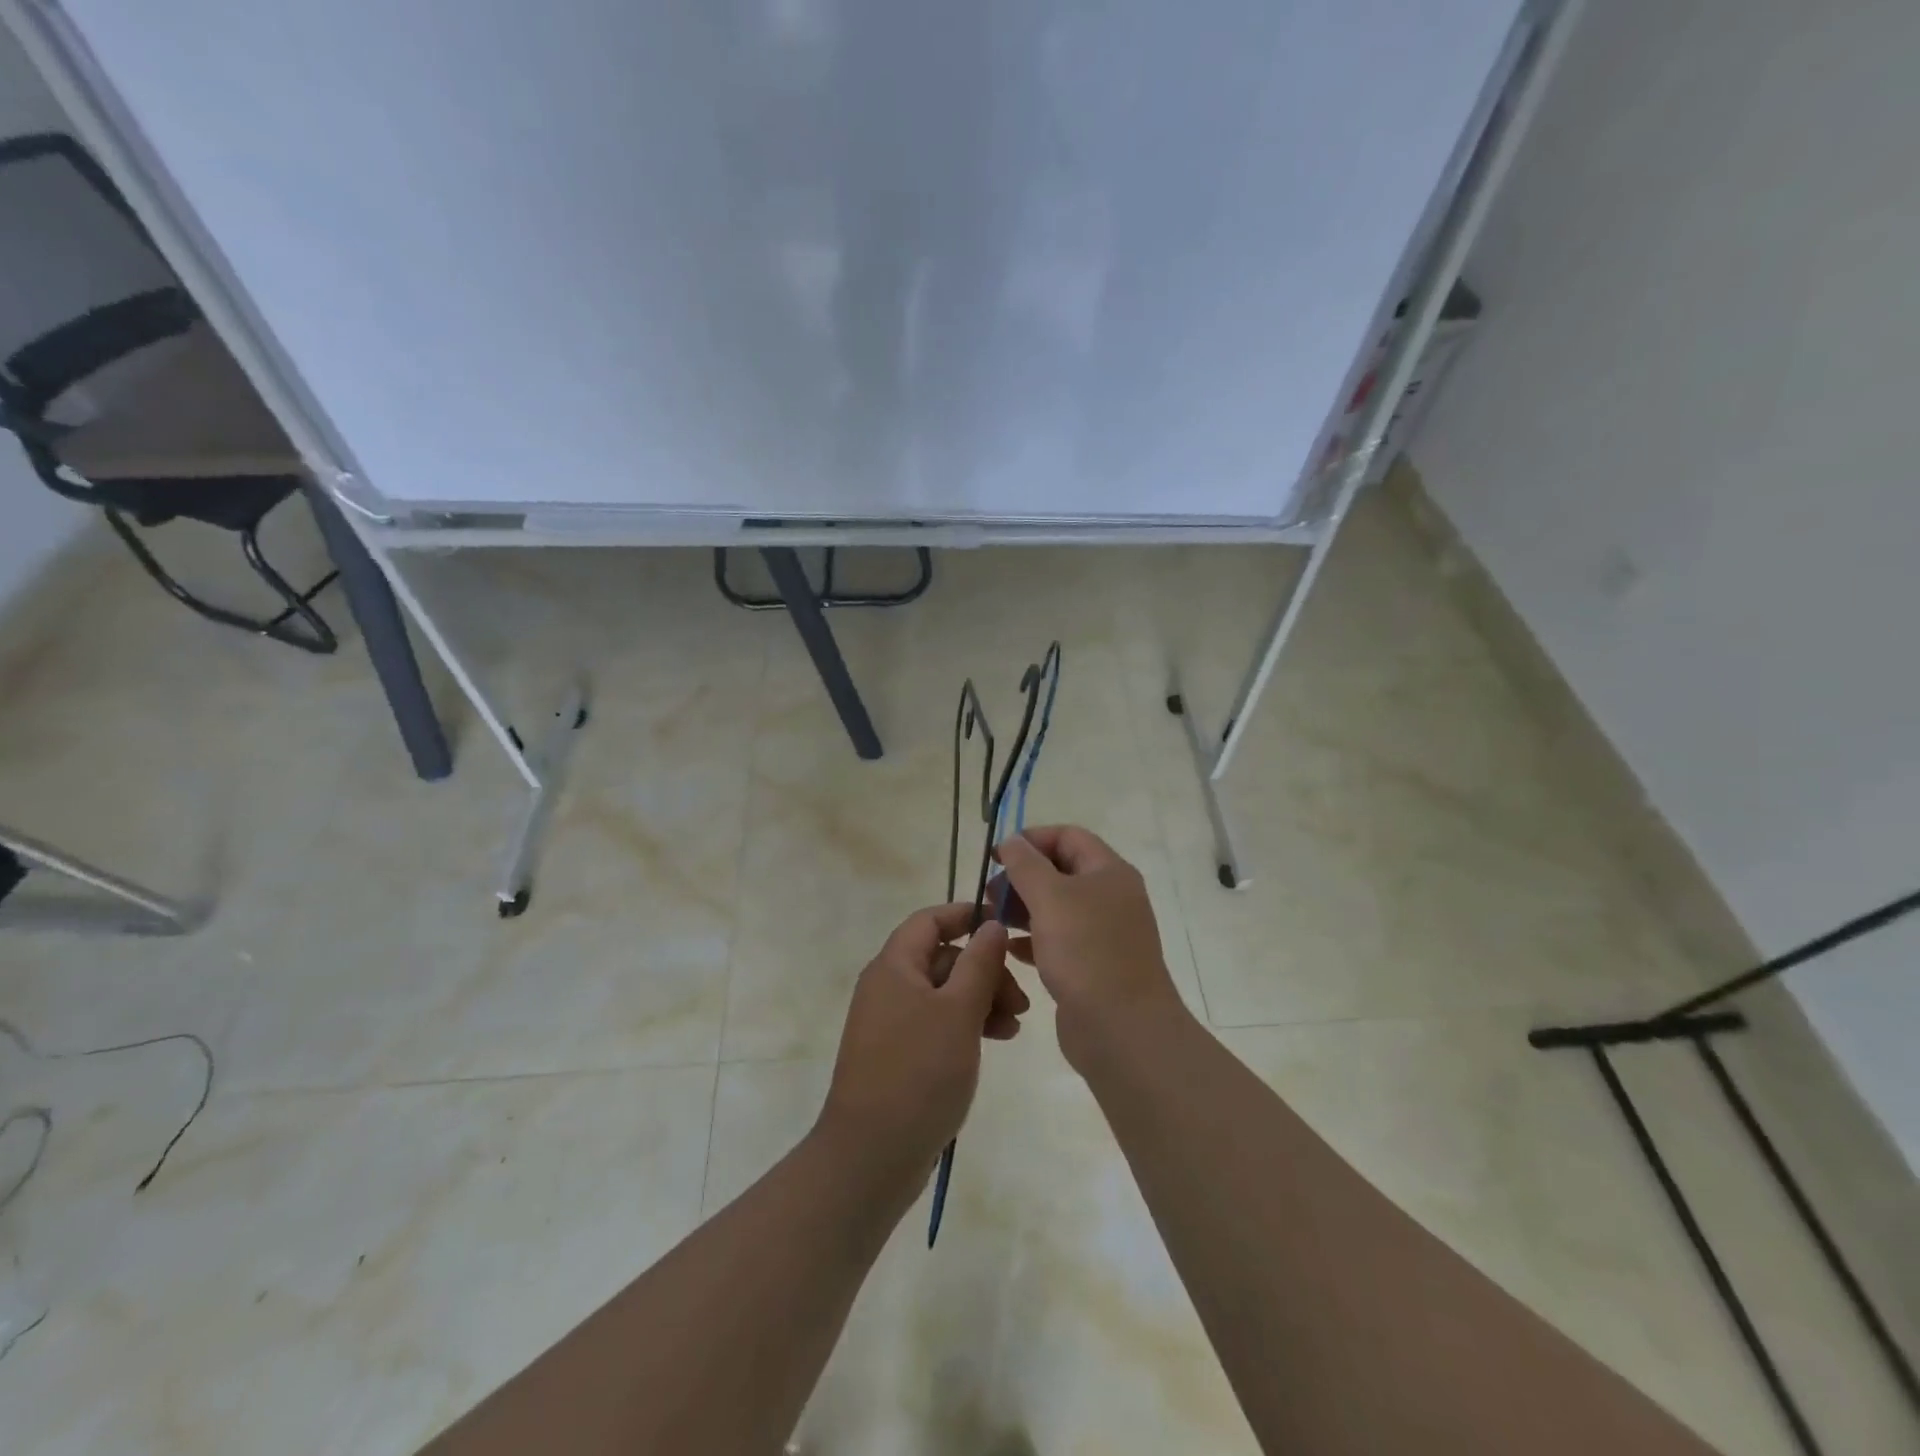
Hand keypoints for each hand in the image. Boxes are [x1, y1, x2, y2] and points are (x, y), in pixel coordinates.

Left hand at [816, 902, 1028, 1190]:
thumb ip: (980, 963)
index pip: (930, 920)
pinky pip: (937, 1023)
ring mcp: (891, 1022)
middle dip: (985, 970)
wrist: (872, 1155)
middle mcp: (888, 986)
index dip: (966, 915)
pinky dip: (966, 1025)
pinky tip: (996, 1041)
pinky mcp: (898, 1054)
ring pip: (944, 993)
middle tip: (1021, 1000)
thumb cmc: (919, 1072)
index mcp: (894, 966)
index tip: (1005, 924)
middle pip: (942, 958)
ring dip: (981, 1000)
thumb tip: (991, 925)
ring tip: (1015, 1026)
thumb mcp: (959, 1012)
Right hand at [992, 826, 1191, 1074]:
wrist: (1122, 1029)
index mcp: (1109, 872)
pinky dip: (1032, 939)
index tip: (996, 857)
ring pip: (1057, 907)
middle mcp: (1110, 897)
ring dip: (1023, 908)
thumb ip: (1026, 864)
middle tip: (990, 893)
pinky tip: (1009, 949)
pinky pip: (1058, 940)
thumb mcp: (1050, 897)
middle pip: (1061, 871)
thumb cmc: (1087, 952)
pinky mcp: (1093, 965)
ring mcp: (1103, 933)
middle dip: (1023, 876)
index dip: (1031, 839)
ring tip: (992, 919)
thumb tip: (1012, 841)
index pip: (1068, 836)